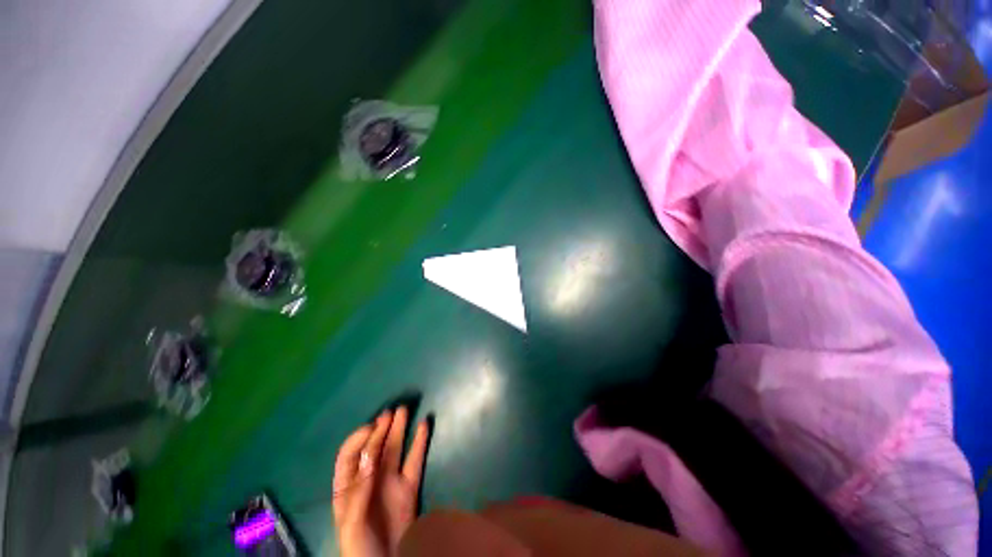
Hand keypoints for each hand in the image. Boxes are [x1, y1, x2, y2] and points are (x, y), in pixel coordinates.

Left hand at [333, 407, 429, 556]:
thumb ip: (359, 490)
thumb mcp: (351, 523)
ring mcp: (391, 482)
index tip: (371, 429)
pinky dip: (420, 442)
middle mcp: (369, 479)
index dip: (358, 440)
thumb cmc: (359, 548)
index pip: (349, 456)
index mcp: (347, 488)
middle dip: (380, 429)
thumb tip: (369, 456)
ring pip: (395, 449)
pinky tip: (424, 425)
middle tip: (390, 412)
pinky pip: (415, 460)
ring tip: (403, 410)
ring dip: (399, 429)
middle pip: (374, 448)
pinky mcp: (409, 487)